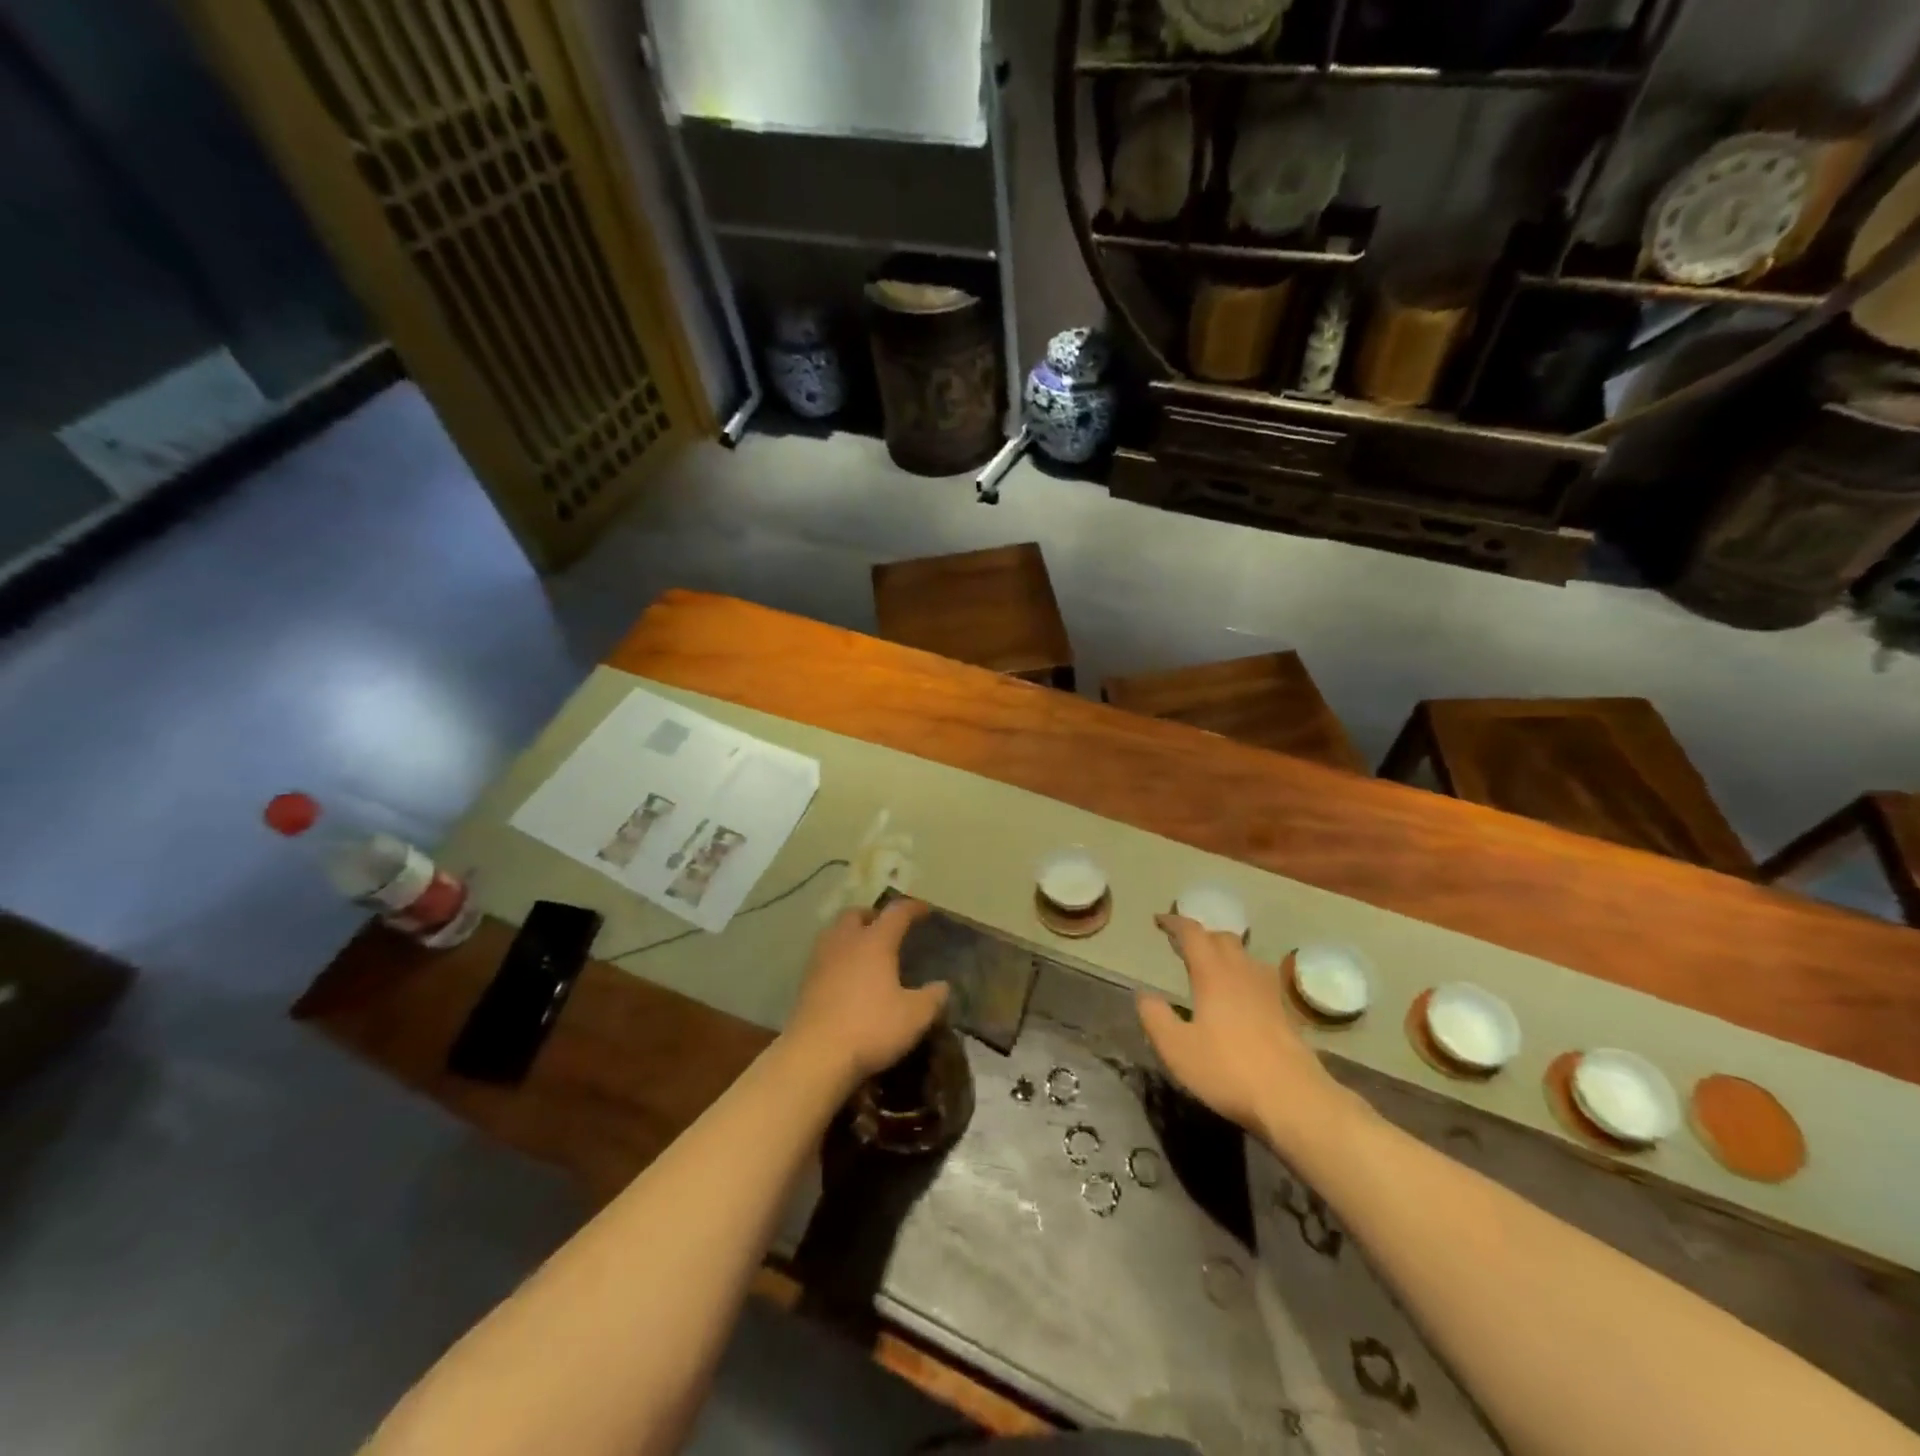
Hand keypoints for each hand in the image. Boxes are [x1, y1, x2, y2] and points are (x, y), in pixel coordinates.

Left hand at [782, 899, 949, 1090]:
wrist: (815, 1055)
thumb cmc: (871, 1027)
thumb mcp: (914, 1016)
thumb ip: (932, 998)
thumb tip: (942, 986)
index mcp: (875, 941)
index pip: (896, 913)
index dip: (913, 908)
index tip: (925, 910)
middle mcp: (845, 941)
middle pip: (856, 914)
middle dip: (873, 916)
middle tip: (887, 929)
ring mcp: (820, 960)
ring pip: (835, 932)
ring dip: (850, 934)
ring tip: (865, 951)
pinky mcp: (805, 981)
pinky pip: (824, 956)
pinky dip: (837, 957)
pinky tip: (846, 977)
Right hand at [1137, 914, 1352, 1148]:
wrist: (1294, 1099)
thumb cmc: (1228, 1070)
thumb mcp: (1176, 1048)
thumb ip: (1155, 1017)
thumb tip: (1144, 995)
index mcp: (1213, 974)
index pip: (1192, 933)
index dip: (1174, 923)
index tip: (1159, 921)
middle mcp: (1242, 972)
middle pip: (1222, 938)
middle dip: (1200, 935)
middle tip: (1182, 944)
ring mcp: (1268, 991)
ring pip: (1244, 956)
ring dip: (1224, 953)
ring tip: (1209, 967)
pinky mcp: (1285, 1012)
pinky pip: (1258, 977)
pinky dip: (1241, 974)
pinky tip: (1238, 996)